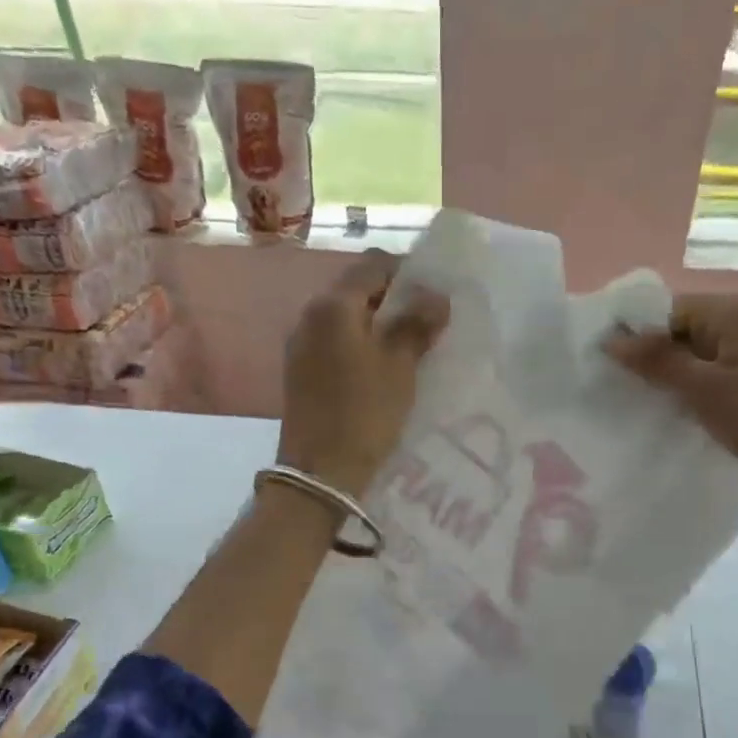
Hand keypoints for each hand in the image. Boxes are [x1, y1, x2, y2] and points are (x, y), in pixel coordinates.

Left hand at [278, 250, 449, 496]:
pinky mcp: (301, 372)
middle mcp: (310, 316)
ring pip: (348, 319)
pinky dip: (361, 346)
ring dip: (378, 325)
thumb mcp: (399, 366)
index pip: (374, 265)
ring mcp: (301, 345)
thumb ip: (416, 324)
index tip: (435, 296)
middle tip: (428, 323)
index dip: (408, 273)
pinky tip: (383, 370)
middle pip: (358, 290)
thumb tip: (436, 296)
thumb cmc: (364, 413)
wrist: (319, 473)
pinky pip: (337, 344)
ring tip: (410, 348)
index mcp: (333, 306)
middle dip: (395, 300)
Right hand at [606, 292, 737, 534]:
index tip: (601, 365)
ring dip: (666, 375)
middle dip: (648, 356)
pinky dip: (688, 387)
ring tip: (635, 401)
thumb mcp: (705, 390)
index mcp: (732, 312)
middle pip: (677, 329)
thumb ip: (657, 361)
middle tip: (612, 387)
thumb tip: (610, 339)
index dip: (634, 334)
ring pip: (691, 354)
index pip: (665, 310)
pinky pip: (708, 372)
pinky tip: (669, 410)